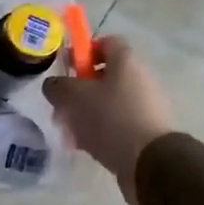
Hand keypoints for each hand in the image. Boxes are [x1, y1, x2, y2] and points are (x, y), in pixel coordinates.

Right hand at [41, 36, 173, 204]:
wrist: (150, 162)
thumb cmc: (110, 118)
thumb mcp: (72, 97)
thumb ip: (57, 86)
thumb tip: (54, 86)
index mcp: (126, 61)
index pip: (105, 42)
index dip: (83, 50)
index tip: (66, 68)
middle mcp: (140, 78)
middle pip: (104, 76)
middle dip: (79, 90)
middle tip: (62, 106)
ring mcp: (146, 106)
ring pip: (108, 102)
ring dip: (86, 114)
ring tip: (70, 132)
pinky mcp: (147, 131)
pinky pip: (117, 124)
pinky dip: (100, 132)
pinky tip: (85, 147)